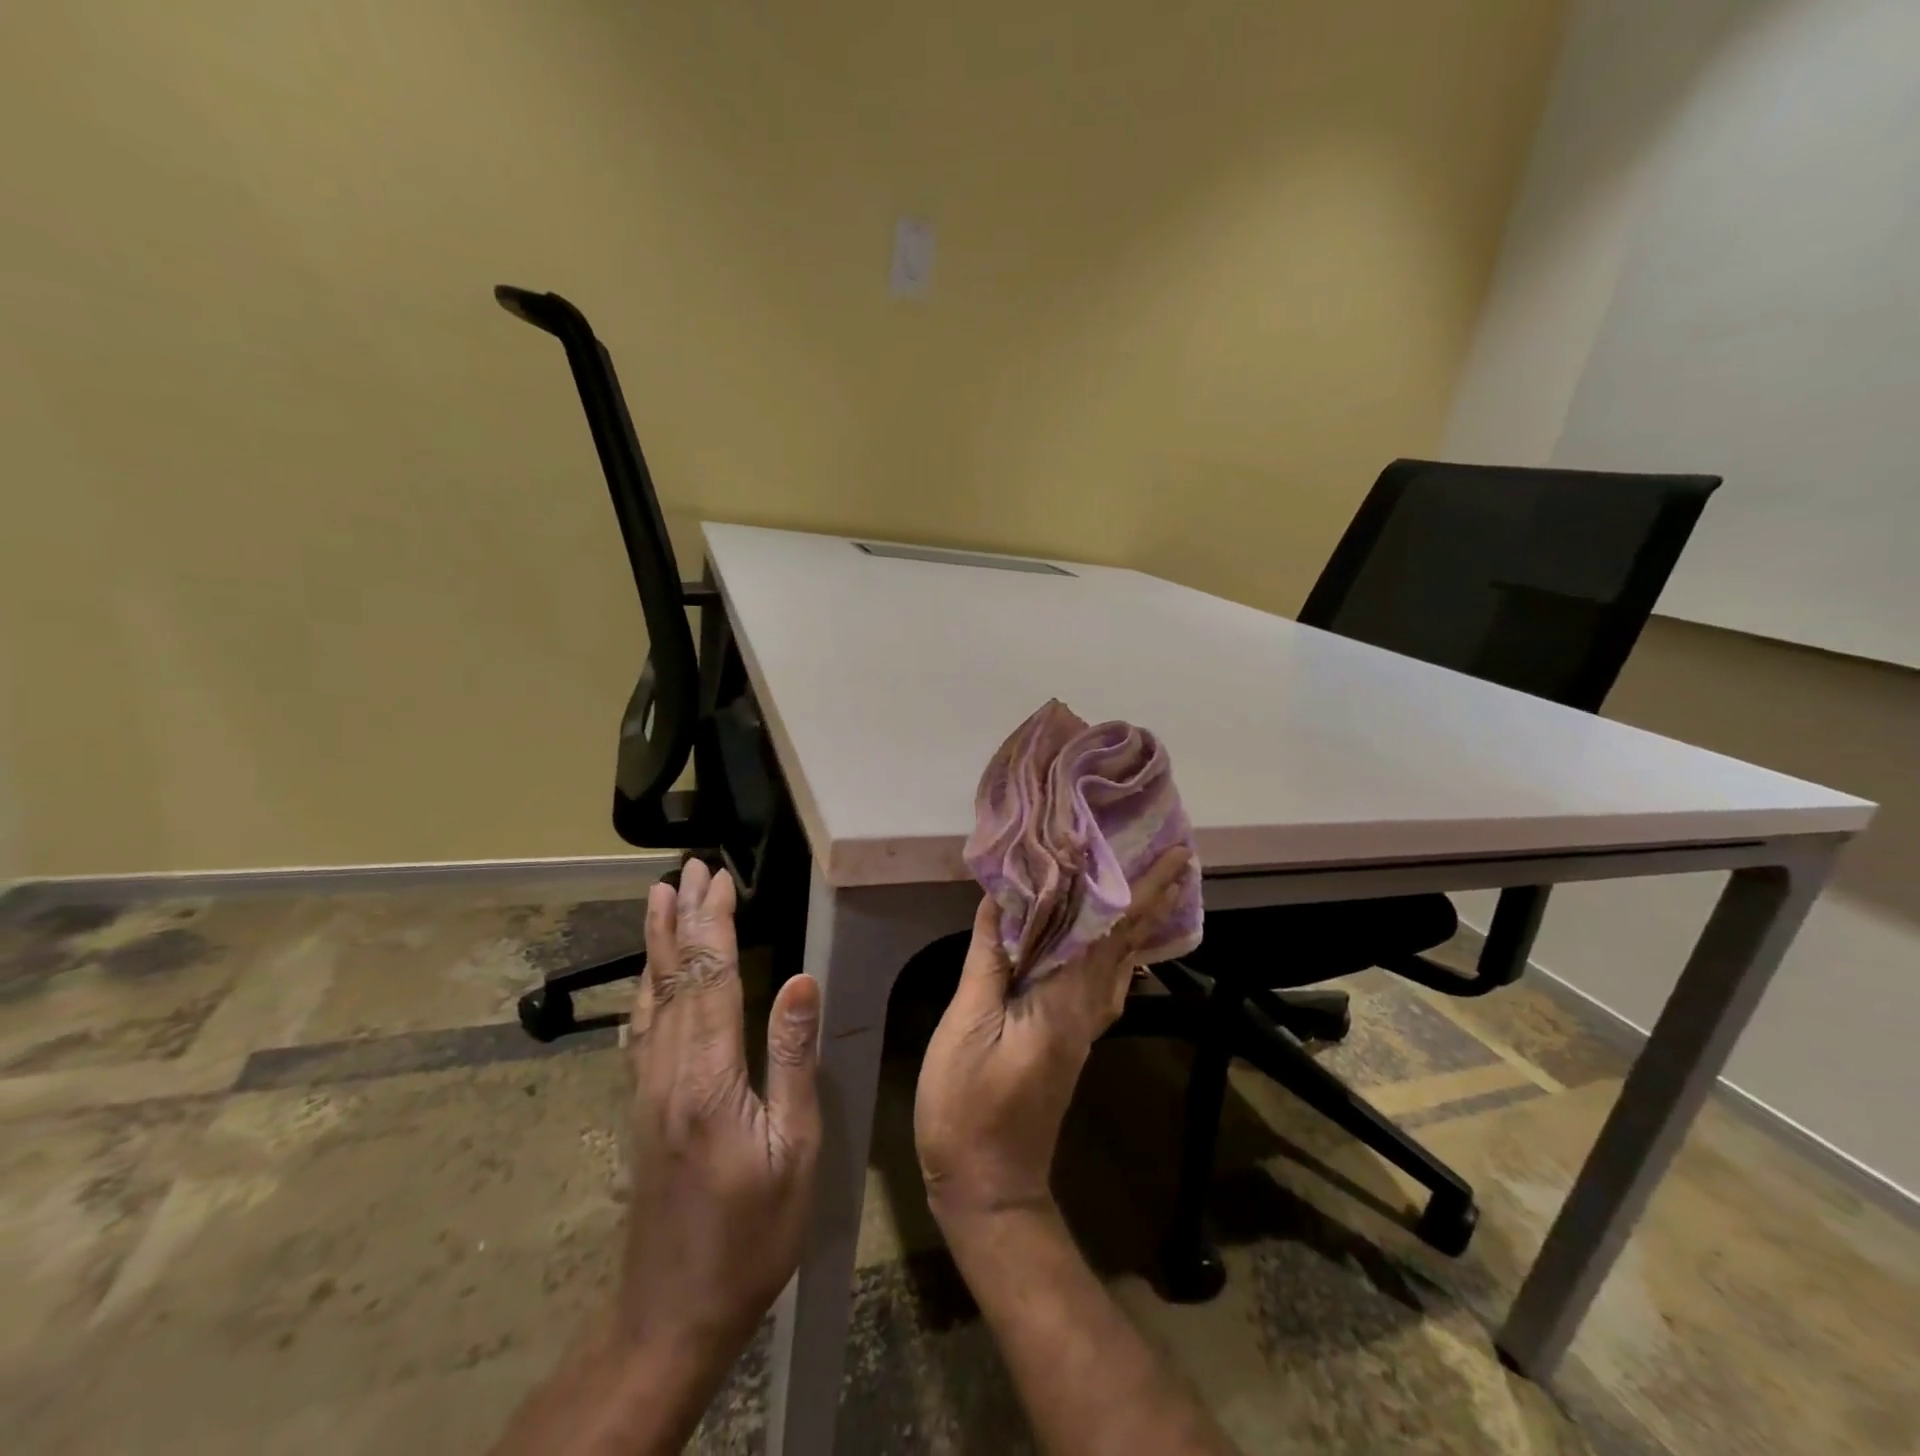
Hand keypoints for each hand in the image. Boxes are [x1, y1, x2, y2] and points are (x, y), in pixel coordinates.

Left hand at [616, 860, 822, 1364]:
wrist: (675, 1311)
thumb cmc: (753, 1232)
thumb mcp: (795, 1149)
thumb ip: (792, 1059)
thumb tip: (799, 980)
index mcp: (709, 1076)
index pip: (711, 977)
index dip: (714, 923)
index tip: (718, 879)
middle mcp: (668, 1071)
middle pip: (674, 977)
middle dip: (682, 918)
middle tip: (685, 869)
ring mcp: (648, 1090)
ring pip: (650, 999)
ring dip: (657, 944)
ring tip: (658, 900)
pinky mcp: (643, 1108)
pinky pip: (641, 1032)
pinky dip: (644, 991)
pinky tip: (645, 982)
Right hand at [914, 848, 1191, 1225]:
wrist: (990, 1185)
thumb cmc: (969, 1106)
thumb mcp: (968, 1027)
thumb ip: (989, 961)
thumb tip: (1001, 899)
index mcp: (1066, 999)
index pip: (1111, 931)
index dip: (1141, 890)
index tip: (1171, 855)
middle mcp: (1087, 1008)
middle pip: (1128, 943)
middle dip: (1155, 898)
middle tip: (1181, 858)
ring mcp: (1084, 1027)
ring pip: (1123, 963)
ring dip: (1143, 922)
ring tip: (1158, 888)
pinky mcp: (1072, 1039)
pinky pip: (1107, 981)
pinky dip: (1122, 951)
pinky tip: (1117, 945)